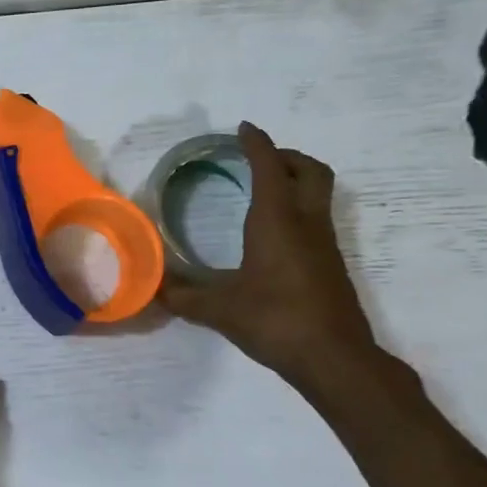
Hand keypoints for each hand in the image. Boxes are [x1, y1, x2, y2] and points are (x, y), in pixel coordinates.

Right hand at [161, 122, 376, 386]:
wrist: (334, 357)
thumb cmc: (275, 320)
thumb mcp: (219, 310)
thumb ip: (183, 297)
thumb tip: (152, 288)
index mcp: (277, 222)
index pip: (270, 168)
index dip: (257, 145)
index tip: (244, 129)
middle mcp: (306, 223)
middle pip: (310, 171)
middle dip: (286, 156)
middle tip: (259, 159)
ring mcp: (325, 244)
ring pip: (318, 194)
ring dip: (296, 181)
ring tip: (264, 190)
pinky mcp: (330, 265)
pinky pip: (316, 219)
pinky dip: (298, 209)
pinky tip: (273, 234)